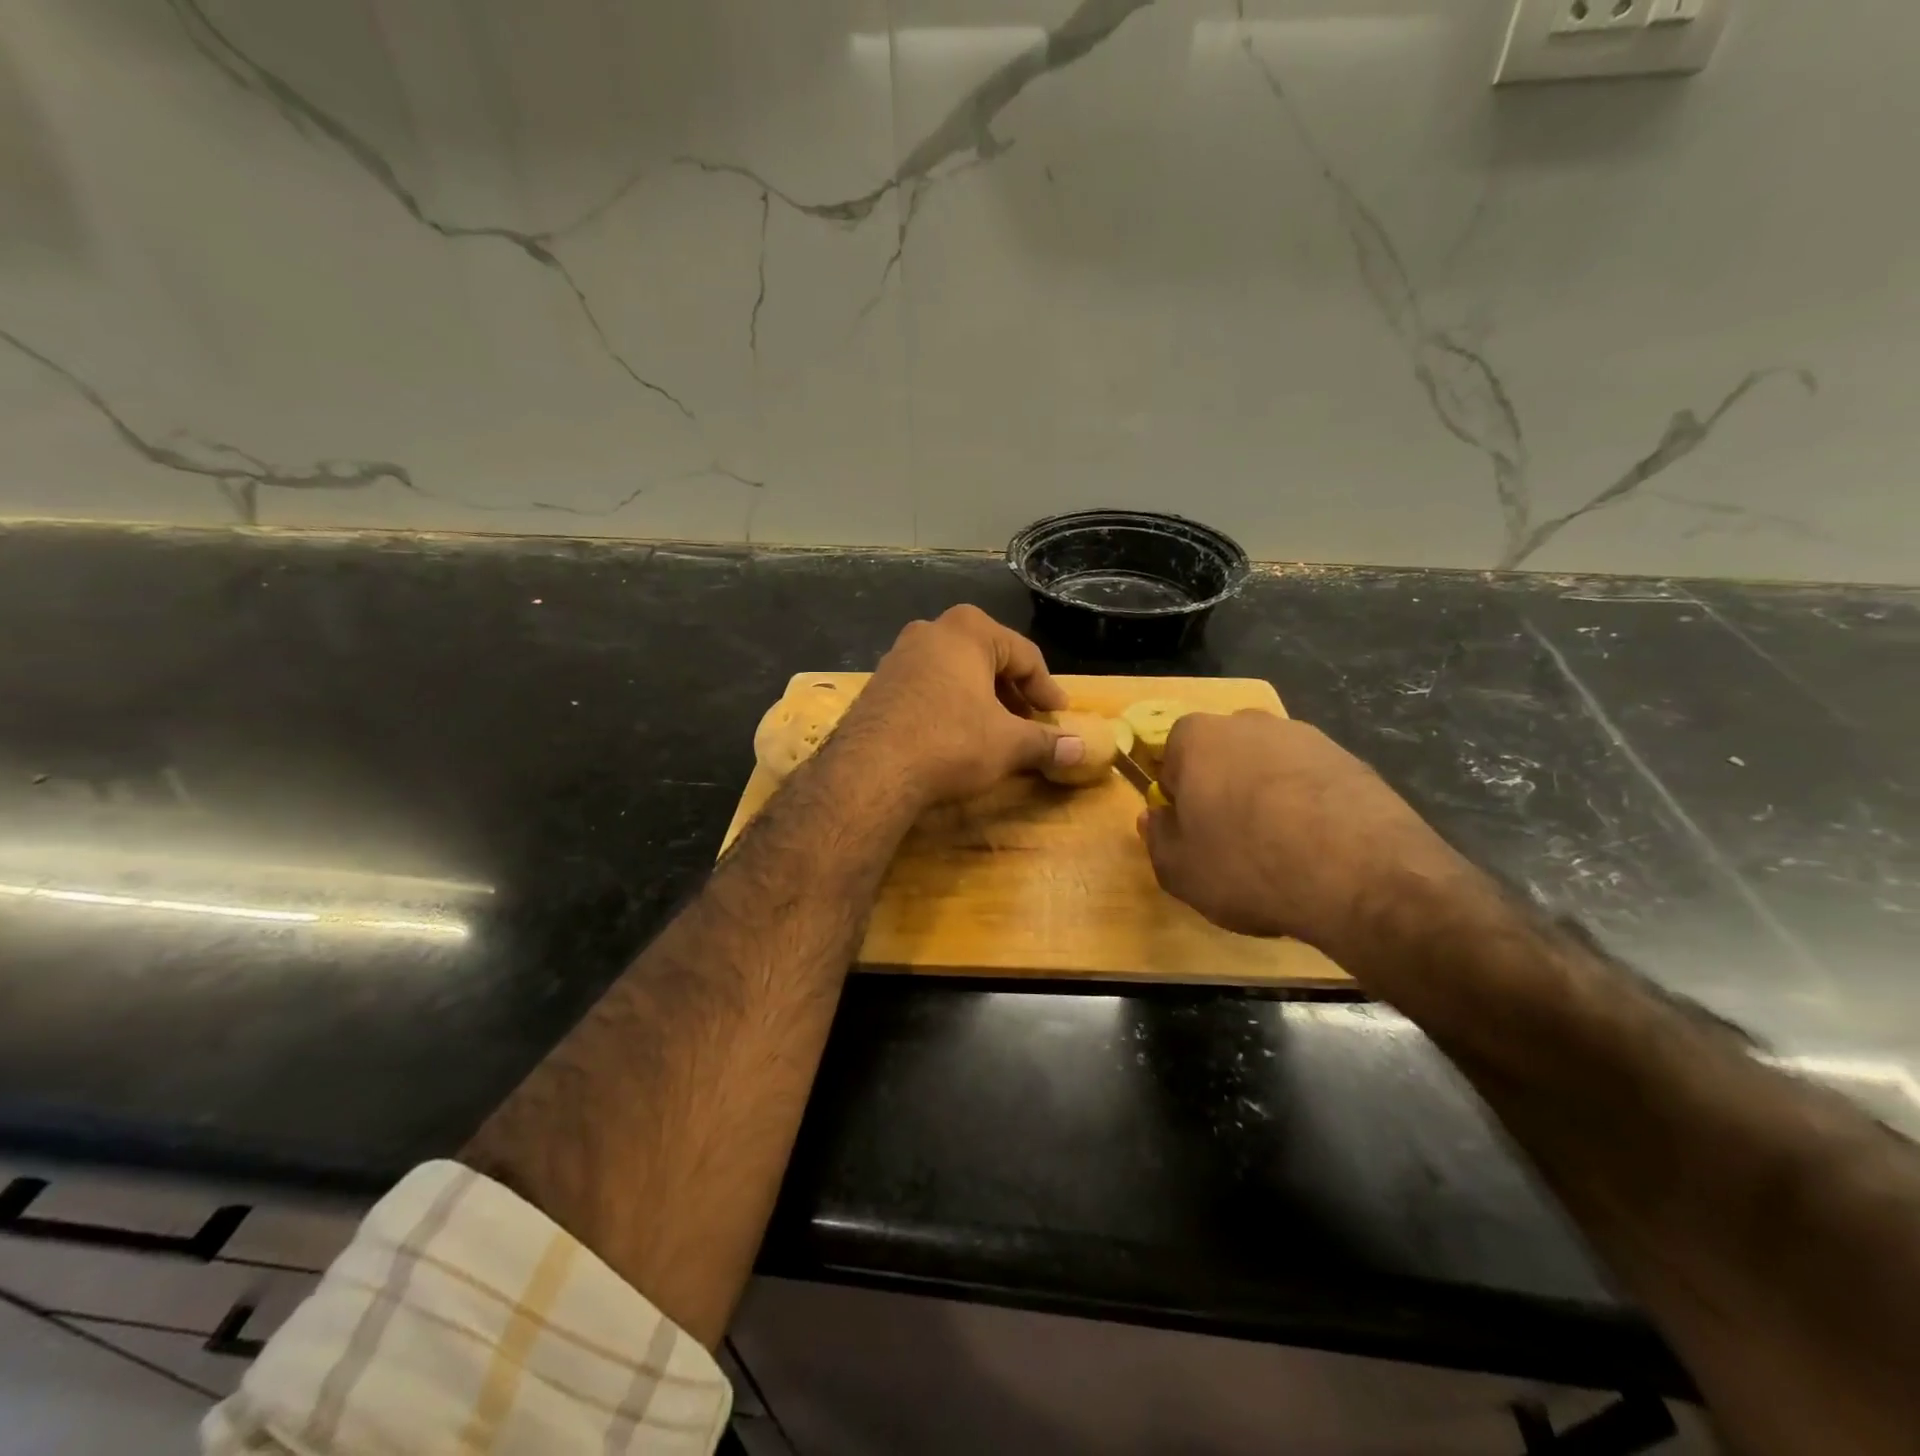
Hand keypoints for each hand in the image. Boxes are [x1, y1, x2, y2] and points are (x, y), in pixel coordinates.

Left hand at [837, 606, 1082, 805]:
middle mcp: (930, 631)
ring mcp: (898, 656)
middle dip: (1012, 692)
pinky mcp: (878, 685)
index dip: (1046, 688)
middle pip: (987, 658)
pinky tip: (955, 735)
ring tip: (995, 730)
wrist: (871, 771)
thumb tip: (1081, 749)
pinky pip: (927, 687)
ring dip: (980, 698)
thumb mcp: (1008, 744)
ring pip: (954, 672)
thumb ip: (1047, 742)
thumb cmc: (951, 742)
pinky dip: (950, 705)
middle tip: (1030, 721)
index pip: (1024, 655)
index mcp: (968, 630)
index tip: (1059, 714)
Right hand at [1138, 711, 1470, 959]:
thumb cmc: (1248, 866)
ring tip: (1281, 850)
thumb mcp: (1179, 870)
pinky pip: (1311, 782)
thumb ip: (1157, 838)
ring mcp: (1306, 736)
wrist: (1362, 876)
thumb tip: (1155, 818)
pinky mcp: (1351, 759)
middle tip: (1231, 841)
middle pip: (1221, 756)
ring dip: (1266, 797)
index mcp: (1196, 737)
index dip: (1176, 798)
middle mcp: (1249, 722)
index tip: (1190, 832)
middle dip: (1221, 789)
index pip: (1170, 759)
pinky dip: (1308, 806)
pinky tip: (1318, 848)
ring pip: (1268, 767)